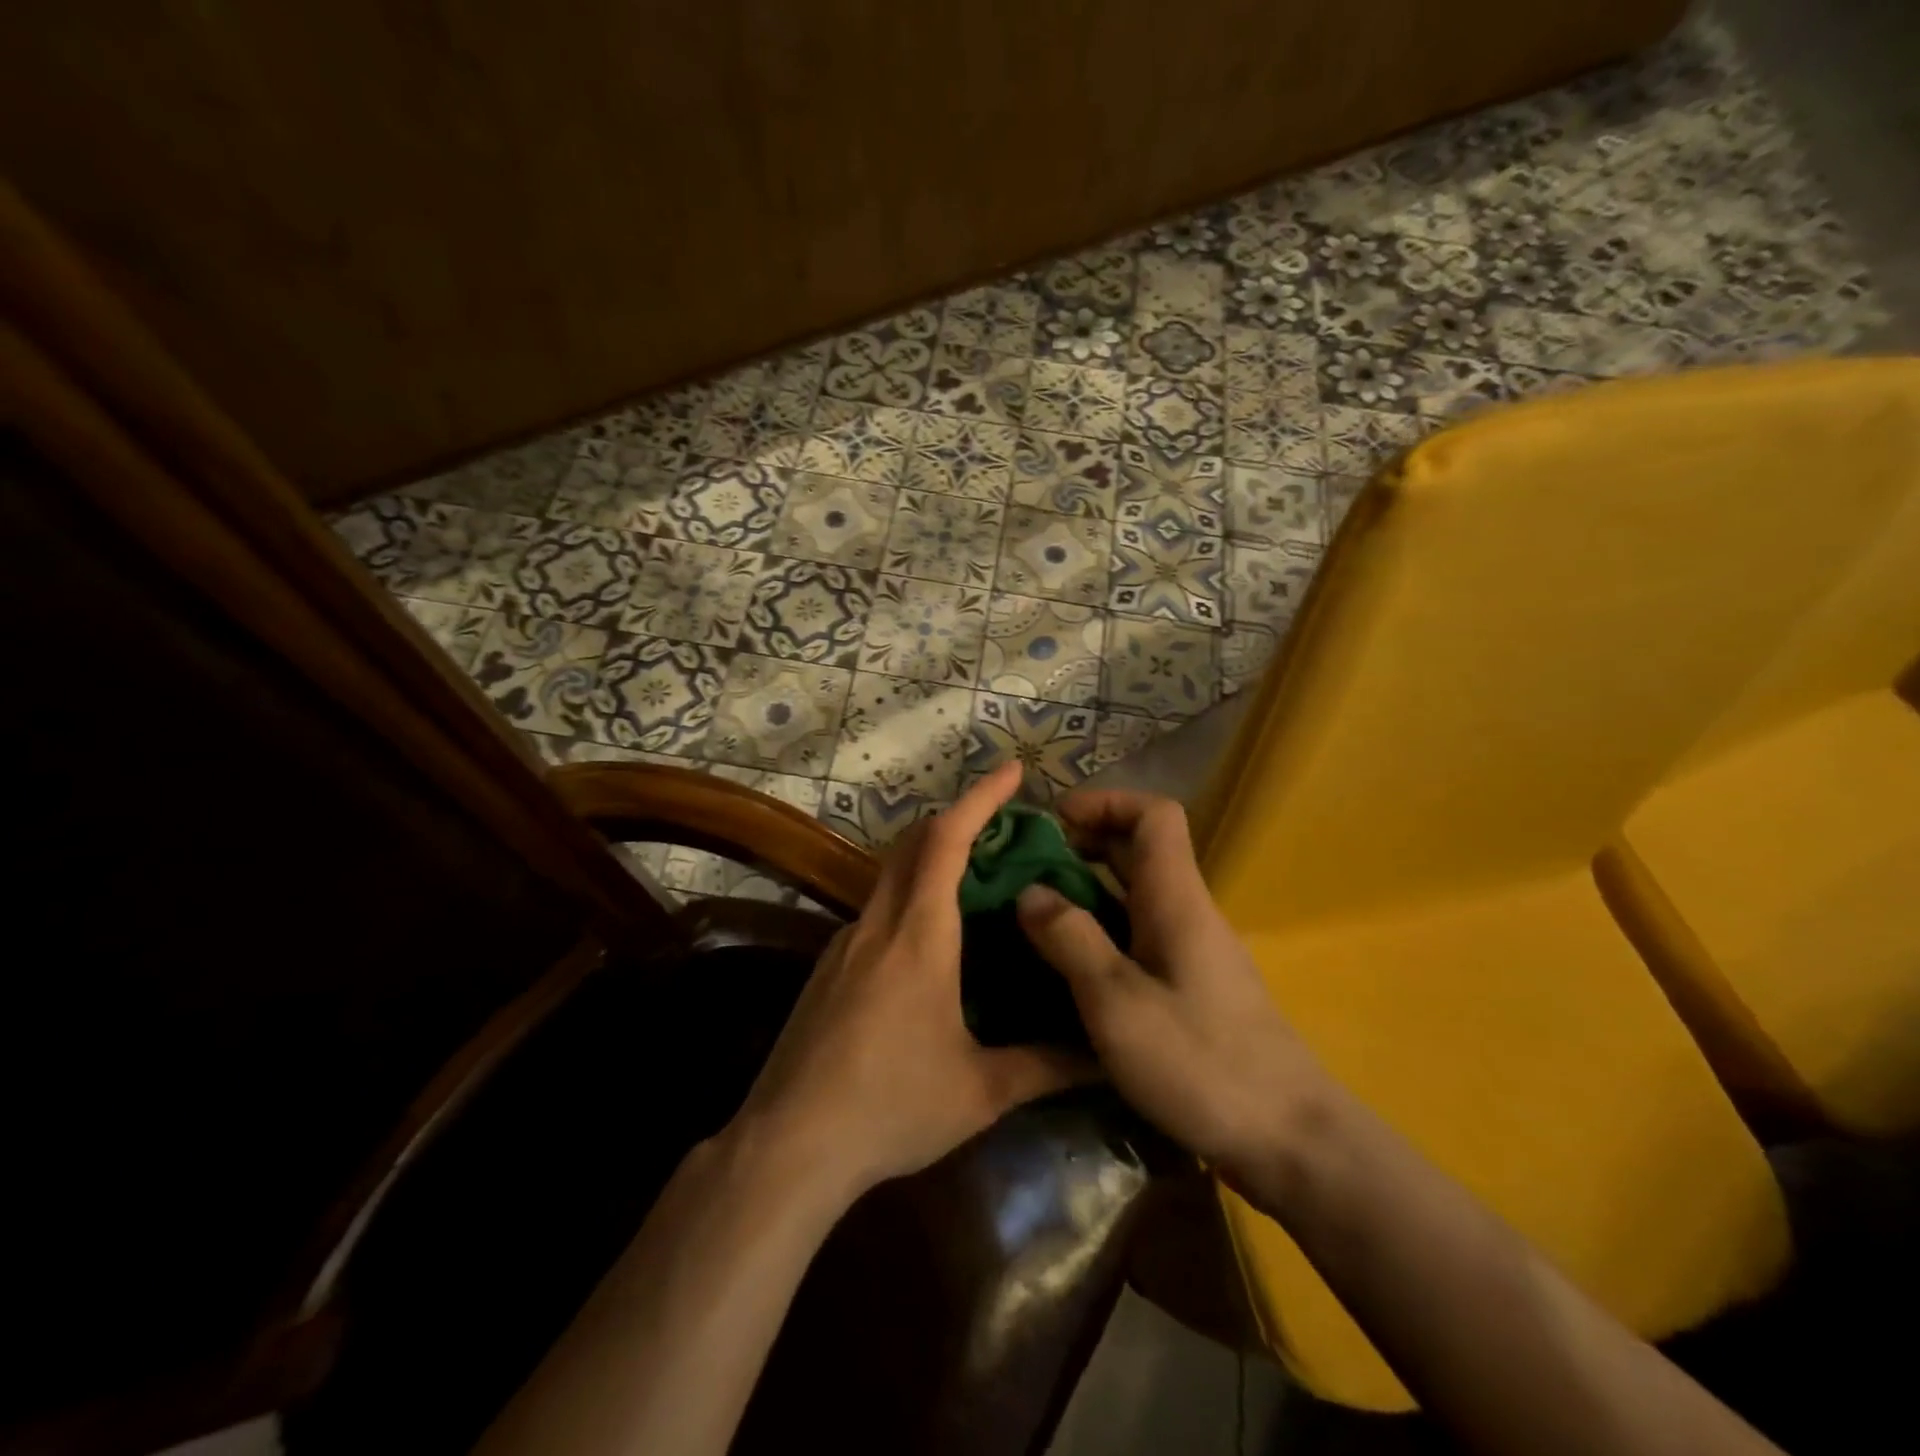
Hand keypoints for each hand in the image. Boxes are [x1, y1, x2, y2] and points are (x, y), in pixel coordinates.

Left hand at [734, 762, 1086, 1201]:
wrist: (790, 1144)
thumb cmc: (891, 1106)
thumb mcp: (980, 1090)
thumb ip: (1045, 1065)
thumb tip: (1104, 1054)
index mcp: (919, 935)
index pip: (947, 841)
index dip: (980, 799)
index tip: (1012, 770)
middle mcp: (878, 923)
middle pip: (913, 843)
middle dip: (956, 819)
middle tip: (1002, 825)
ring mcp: (845, 943)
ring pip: (890, 875)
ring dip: (930, 859)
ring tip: (975, 879)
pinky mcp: (827, 968)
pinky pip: (875, 910)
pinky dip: (908, 897)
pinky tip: (929, 940)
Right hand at [1015, 790, 1327, 1185]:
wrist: (1290, 1141)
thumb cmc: (1201, 1063)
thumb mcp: (1117, 1002)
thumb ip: (1071, 940)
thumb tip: (1030, 892)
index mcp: (1176, 899)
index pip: (1154, 814)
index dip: (1106, 802)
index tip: (1053, 821)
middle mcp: (1187, 912)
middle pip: (1140, 850)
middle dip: (1083, 844)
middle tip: (1027, 867)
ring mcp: (1192, 951)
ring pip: (1136, 895)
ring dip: (1087, 889)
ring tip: (1032, 911)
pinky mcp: (1190, 986)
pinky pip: (1139, 935)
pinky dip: (1101, 930)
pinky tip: (1066, 964)